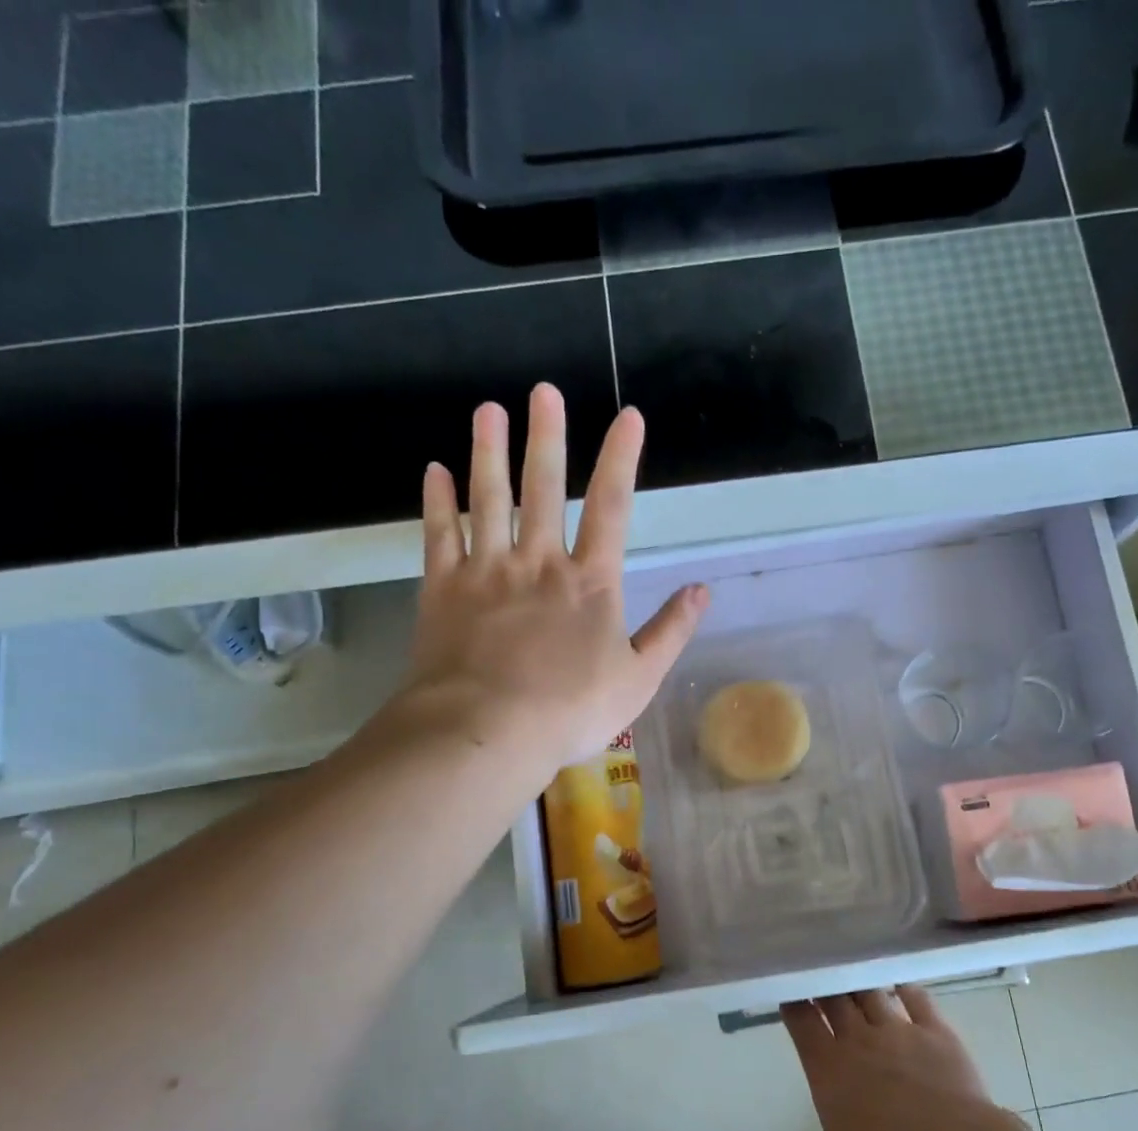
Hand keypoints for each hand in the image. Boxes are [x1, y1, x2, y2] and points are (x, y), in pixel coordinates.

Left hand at [404, 384, 706, 774]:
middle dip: (548, 438)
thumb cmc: (571, 710)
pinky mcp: (444, 589)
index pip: (612, 508)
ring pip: (489, 499)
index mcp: (590, 583)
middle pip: (544, 489)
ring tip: (488, 410)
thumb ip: (671, 631)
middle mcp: (539, 562)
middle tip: (543, 391)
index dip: (622, 459)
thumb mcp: (638, 679)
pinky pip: (439, 534)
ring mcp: (487, 571)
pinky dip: (438, 501)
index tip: (628, 417)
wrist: (486, 730)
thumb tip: (701, 591)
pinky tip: (436, 470)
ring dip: (489, 452)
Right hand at [781, 987, 1030, 1130]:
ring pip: (872, 994)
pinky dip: (905, 988)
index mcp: (828, 1069)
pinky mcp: (937, 1033)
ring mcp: (900, 1031)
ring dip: (860, 985)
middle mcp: (860, 1040)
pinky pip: (917, 998)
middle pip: (835, 999)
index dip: (793, 1005)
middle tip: (819, 979)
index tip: (789, 994)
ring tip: (854, 978)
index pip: (802, 1022)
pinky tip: (901, 985)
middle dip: (824, 987)